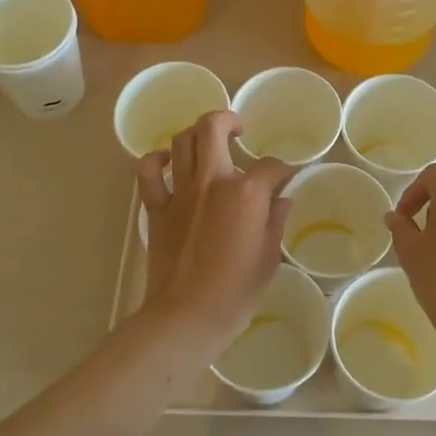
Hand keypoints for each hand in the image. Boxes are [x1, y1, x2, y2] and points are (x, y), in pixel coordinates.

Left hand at [136, 111, 295, 352]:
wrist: (187, 316)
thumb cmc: (236, 292)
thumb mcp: (268, 256)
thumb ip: (275, 220)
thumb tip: (282, 199)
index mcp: (247, 193)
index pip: (271, 166)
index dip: (284, 170)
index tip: (287, 180)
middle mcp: (212, 181)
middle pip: (213, 127)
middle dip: (229, 120)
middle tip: (239, 130)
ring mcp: (180, 192)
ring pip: (181, 141)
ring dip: (196, 135)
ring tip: (208, 144)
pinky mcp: (156, 208)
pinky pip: (148, 172)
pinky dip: (156, 160)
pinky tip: (167, 162)